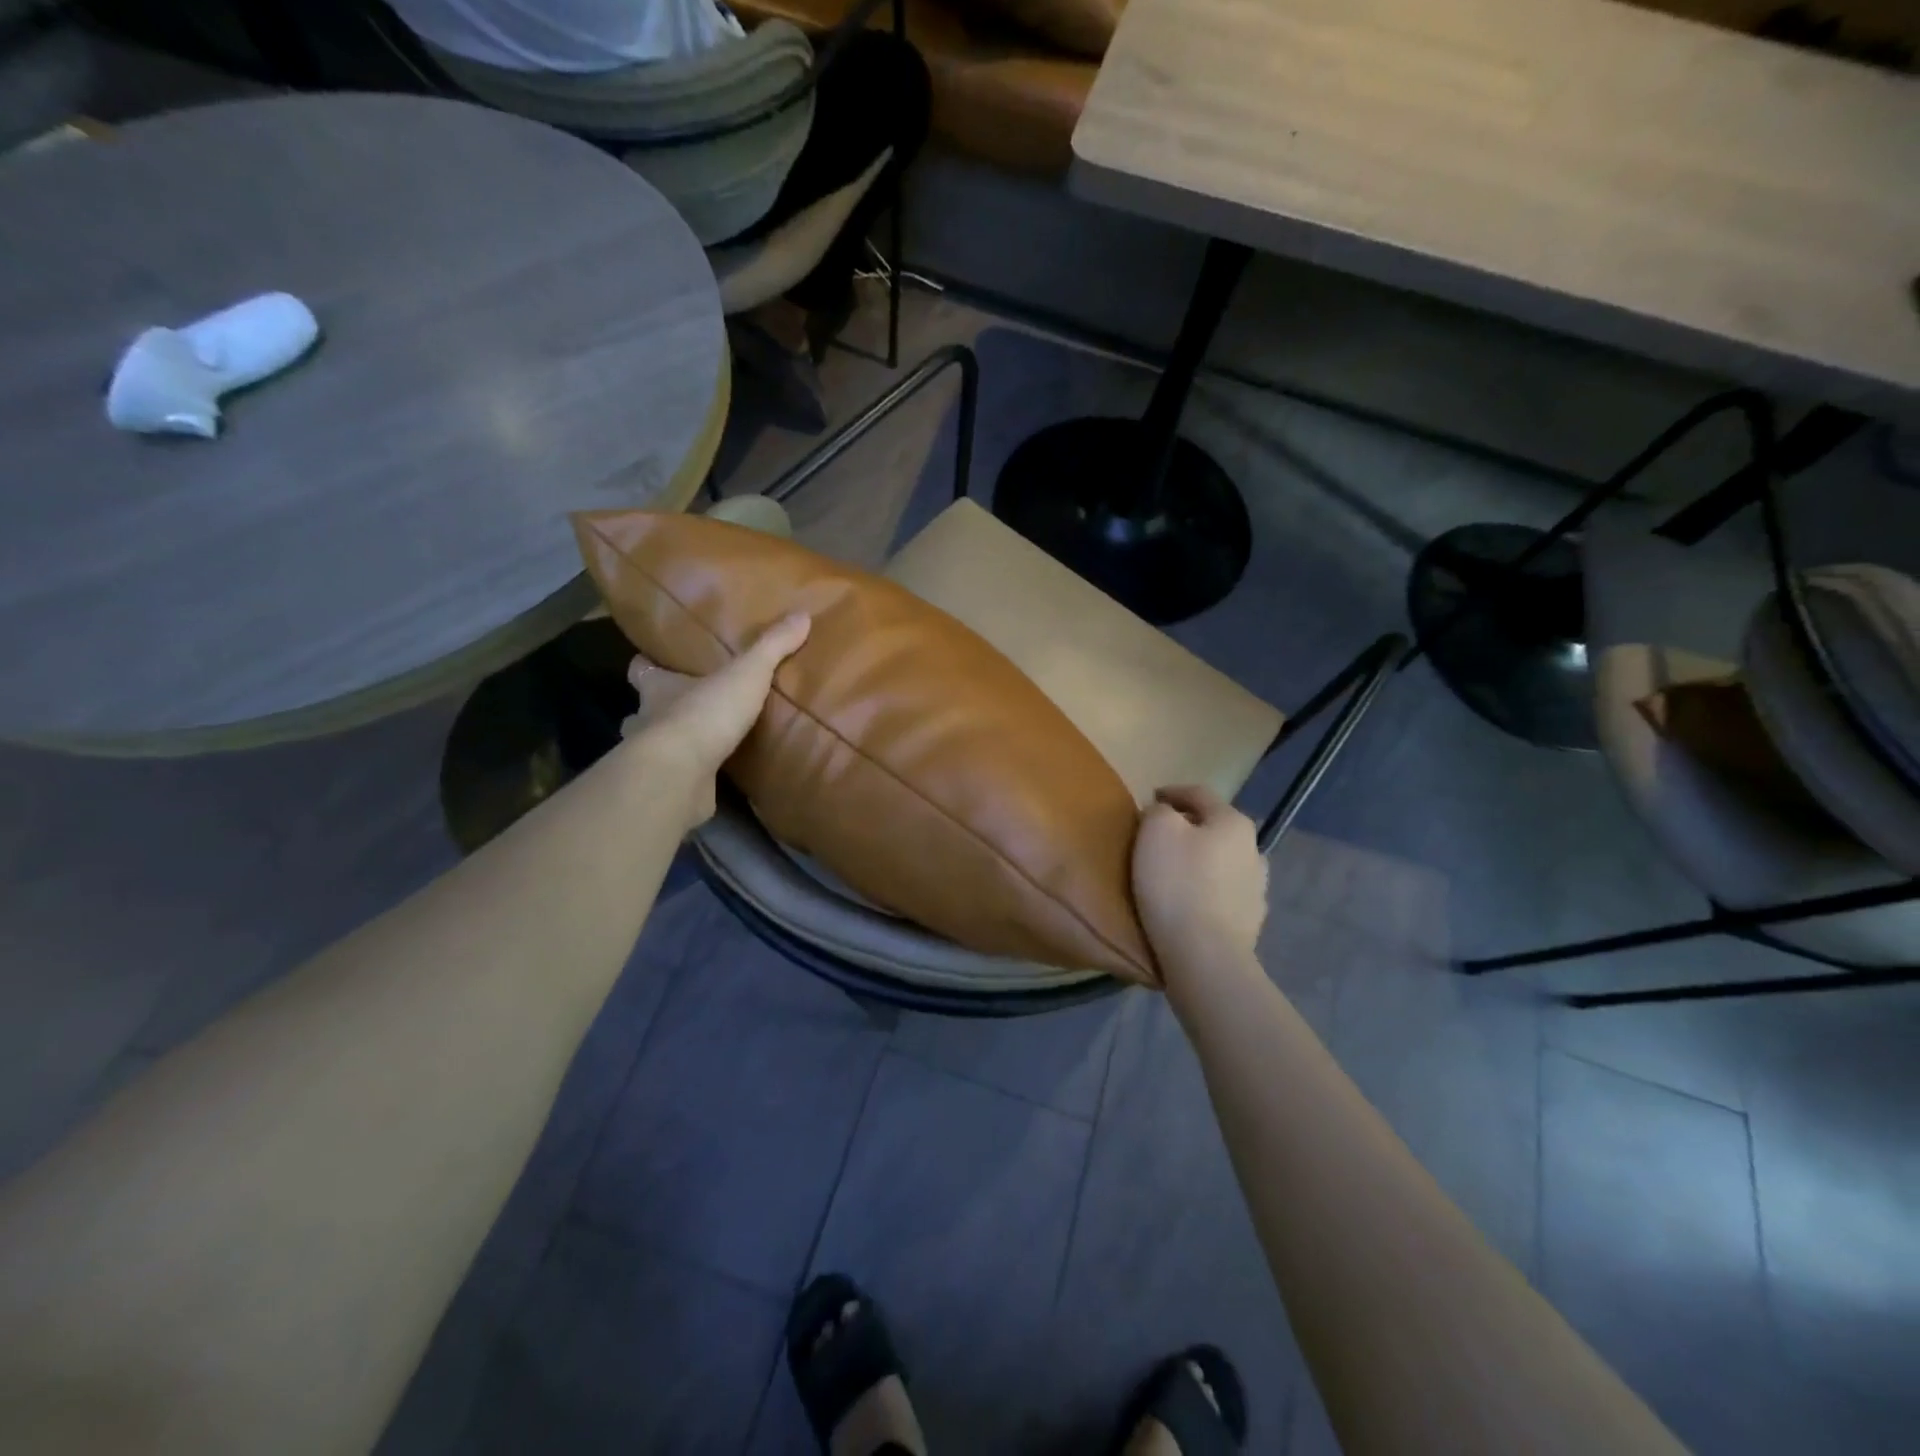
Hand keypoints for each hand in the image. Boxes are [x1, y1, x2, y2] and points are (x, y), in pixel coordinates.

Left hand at [620, 612, 810, 823]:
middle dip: (659, 709)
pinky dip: (689, 778)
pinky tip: (709, 778)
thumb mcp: (747, 673)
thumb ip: (771, 647)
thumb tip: (802, 615)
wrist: (680, 775)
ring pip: (654, 747)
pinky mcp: (667, 789)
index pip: (641, 669)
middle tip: (685, 707)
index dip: (646, 665)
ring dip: (672, 745)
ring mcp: (652, 759)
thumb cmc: (704, 714)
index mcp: (658, 688)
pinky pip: (676, 780)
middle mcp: (646, 720)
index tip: (652, 661)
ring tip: (700, 745)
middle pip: (643, 710)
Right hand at [1131, 785, 1268, 987]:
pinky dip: (1206, 889)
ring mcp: (1257, 888)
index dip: (1171, 792)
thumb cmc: (1177, 884)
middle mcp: (1254, 849)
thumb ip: (1159, 812)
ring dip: (1201, 860)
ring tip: (1175, 871)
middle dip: (1188, 828)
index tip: (1149, 799)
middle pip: (1215, 828)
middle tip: (1159, 836)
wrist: (1205, 955)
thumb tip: (1165, 814)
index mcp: (1233, 822)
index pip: (1199, 794)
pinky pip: (1223, 893)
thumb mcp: (1156, 831)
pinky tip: (1190, 901)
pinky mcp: (1250, 920)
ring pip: (1222, 861)